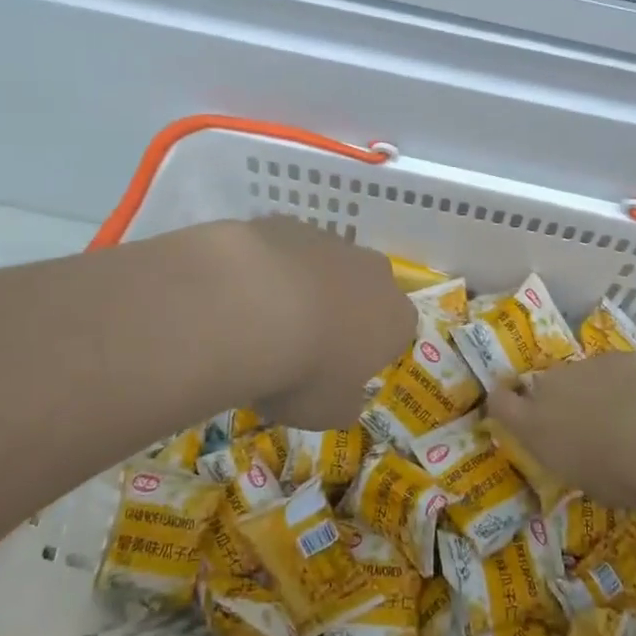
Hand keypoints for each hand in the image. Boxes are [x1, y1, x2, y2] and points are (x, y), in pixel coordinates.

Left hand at [193, 216, 414, 429]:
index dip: (368, 353)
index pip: (396, 334)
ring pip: (324, 267)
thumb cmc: (303, 371)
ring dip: (303, 289)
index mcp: (396, 317)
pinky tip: (239, 295)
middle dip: (341, 313)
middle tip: (302, 345)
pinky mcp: (287, 223)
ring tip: (262, 322)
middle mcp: (374, 272)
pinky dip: (268, 269)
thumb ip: (344, 404)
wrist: (247, 307)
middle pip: (364, 292)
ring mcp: (331, 241)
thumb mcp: (328, 412)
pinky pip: (283, 251)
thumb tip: (346, 399)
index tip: (338, 373)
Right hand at [488, 352, 635, 508]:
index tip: (514, 412)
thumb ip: (580, 469)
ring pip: (576, 377)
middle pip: (540, 388)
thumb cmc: (621, 473)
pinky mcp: (613, 355)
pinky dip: (619, 382)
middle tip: (579, 423)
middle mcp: (550, 389)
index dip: (502, 405)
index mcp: (534, 426)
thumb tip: (588, 465)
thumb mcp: (594, 488)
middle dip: (554, 402)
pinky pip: (608, 369)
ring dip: (589, 392)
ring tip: (620, 415)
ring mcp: (581, 367)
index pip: (499, 404)